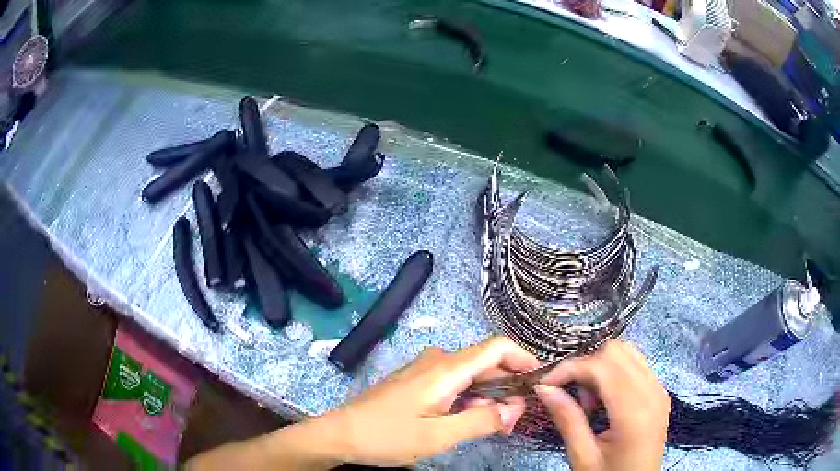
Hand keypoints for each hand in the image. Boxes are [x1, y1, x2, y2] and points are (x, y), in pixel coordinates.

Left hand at [318, 336, 540, 466]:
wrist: (340, 434)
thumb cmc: (387, 436)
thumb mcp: (438, 436)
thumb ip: (481, 420)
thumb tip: (515, 407)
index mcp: (446, 368)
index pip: (497, 347)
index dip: (524, 359)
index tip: (539, 383)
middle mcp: (438, 361)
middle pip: (486, 364)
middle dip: (507, 388)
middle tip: (513, 422)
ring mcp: (425, 370)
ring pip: (470, 376)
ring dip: (488, 397)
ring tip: (493, 427)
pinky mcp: (417, 381)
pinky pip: (454, 383)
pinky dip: (469, 399)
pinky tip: (468, 420)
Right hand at [534, 340, 669, 470]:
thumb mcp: (582, 456)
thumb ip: (567, 419)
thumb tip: (543, 388)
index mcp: (634, 412)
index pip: (601, 366)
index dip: (569, 367)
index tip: (545, 384)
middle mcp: (652, 391)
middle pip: (616, 351)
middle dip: (585, 364)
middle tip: (570, 394)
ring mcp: (660, 389)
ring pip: (627, 352)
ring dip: (600, 366)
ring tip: (588, 399)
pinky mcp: (660, 392)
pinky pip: (636, 365)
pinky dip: (614, 372)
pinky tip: (604, 398)